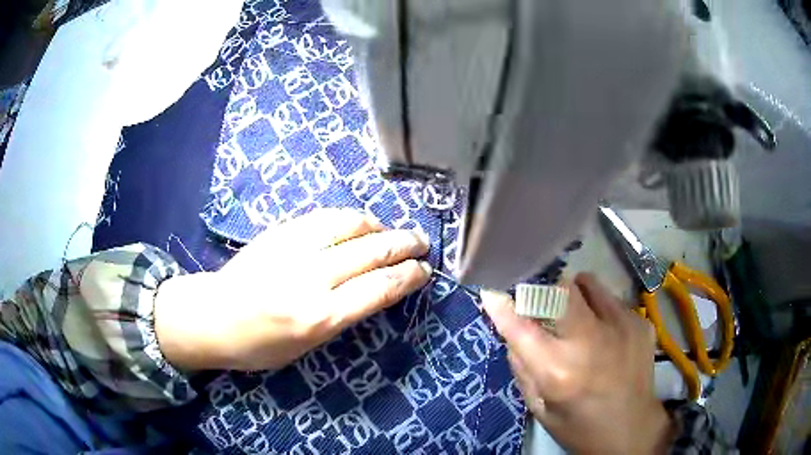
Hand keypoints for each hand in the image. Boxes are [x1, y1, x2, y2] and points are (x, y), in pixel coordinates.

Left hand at [154, 209, 431, 370]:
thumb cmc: (259, 345)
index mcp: (319, 317)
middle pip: (372, 252)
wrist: (211, 317)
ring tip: (392, 232)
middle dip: (405, 245)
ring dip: (380, 227)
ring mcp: (294, 249)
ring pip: (350, 225)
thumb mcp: (307, 346)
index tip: (424, 271)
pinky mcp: (280, 233)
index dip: (408, 276)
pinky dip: (350, 218)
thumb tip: (374, 289)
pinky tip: (360, 224)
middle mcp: (311, 279)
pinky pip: (324, 217)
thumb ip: (342, 315)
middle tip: (422, 244)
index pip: (379, 288)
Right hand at [482, 274, 674, 453]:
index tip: (492, 292)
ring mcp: (622, 325)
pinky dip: (600, 310)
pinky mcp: (640, 321)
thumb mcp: (540, 408)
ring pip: (588, 284)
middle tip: (541, 304)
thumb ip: (522, 368)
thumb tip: (512, 329)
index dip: (503, 306)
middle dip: (544, 291)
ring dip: (574, 296)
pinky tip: (606, 336)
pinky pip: (611, 300)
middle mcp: (591, 341)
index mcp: (559, 372)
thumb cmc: (580, 426)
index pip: (521, 327)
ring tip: (578, 319)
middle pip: (561, 290)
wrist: (632, 429)